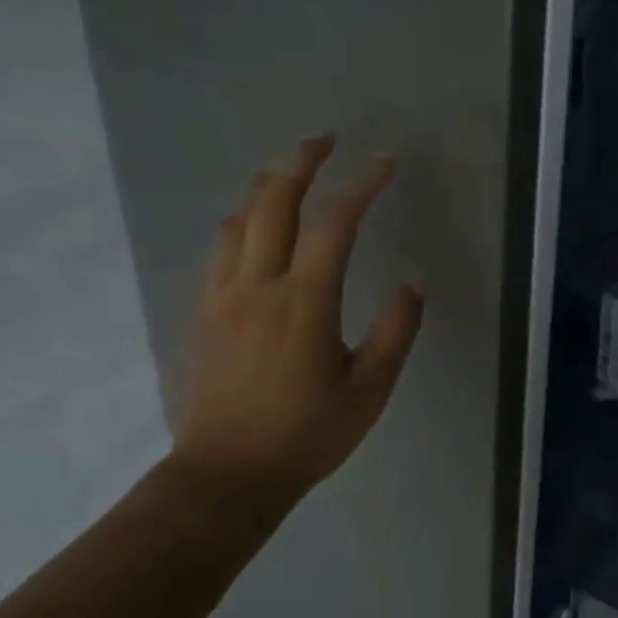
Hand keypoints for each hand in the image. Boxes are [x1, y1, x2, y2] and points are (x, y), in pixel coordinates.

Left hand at [171, 138, 424, 513]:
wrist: (226, 477)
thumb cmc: (307, 435)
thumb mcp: (370, 390)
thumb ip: (396, 331)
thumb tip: (413, 283)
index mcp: (304, 302)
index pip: (336, 224)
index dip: (362, 186)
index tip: (384, 162)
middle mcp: (258, 285)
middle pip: (274, 202)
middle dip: (301, 162)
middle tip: (325, 140)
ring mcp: (223, 297)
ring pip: (239, 219)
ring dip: (266, 186)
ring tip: (290, 173)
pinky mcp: (203, 314)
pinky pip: (220, 249)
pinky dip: (243, 221)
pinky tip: (255, 227)